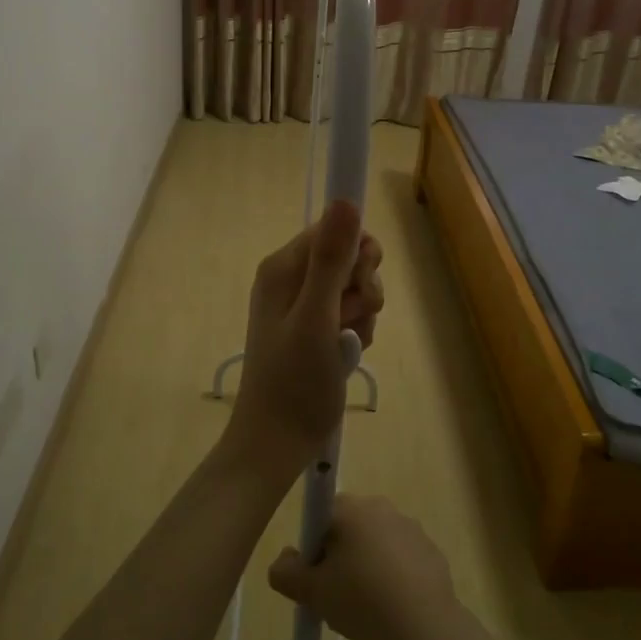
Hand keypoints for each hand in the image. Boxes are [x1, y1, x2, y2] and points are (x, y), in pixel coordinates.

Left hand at [229, 200, 383, 475]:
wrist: (278, 440)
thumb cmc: (295, 381)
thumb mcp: (317, 317)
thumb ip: (332, 259)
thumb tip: (345, 199)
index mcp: (283, 267)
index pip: (333, 229)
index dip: (357, 253)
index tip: (360, 284)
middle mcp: (289, 278)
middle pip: (347, 257)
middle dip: (362, 287)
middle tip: (351, 319)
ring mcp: (301, 304)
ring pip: (352, 287)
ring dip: (361, 313)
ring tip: (347, 344)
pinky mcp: (312, 328)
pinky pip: (347, 312)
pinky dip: (355, 331)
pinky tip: (347, 354)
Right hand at [267, 495, 459, 639]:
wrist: (423, 630)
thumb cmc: (361, 601)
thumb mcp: (310, 592)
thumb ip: (285, 572)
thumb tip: (285, 560)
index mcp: (350, 508)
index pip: (321, 515)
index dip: (315, 546)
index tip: (318, 576)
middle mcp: (381, 507)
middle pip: (350, 528)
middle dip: (341, 556)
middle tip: (338, 594)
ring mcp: (410, 528)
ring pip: (377, 544)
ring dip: (369, 566)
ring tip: (368, 608)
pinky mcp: (432, 551)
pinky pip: (402, 560)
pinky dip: (395, 578)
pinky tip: (393, 609)